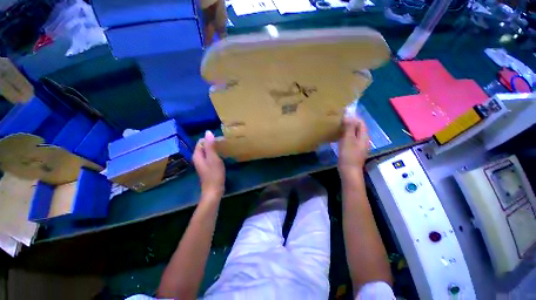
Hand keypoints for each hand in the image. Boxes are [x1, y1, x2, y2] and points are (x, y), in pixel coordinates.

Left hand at [193, 130, 224, 198]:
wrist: (214, 190)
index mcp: (197, 155)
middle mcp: (198, 158)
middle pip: (204, 146)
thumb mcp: (213, 159)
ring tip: (224, 148)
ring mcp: (203, 163)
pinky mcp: (207, 167)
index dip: (210, 139)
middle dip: (212, 143)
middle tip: (223, 143)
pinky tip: (222, 156)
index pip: (201, 141)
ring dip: (214, 149)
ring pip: (208, 151)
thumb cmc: (214, 174)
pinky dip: (215, 154)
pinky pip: (210, 157)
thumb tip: (208, 132)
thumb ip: (210, 146)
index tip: (220, 140)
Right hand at [338, 116, 369, 178]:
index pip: (361, 123)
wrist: (349, 170)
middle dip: (351, 123)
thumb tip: (348, 115)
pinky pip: (351, 140)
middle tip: (340, 120)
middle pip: (358, 128)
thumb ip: (349, 127)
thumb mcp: (348, 139)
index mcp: (364, 136)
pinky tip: (339, 137)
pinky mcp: (354, 151)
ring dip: (348, 129)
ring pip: (354, 134)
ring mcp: (359, 146)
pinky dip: (346, 136)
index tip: (344, 114)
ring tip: (339, 127)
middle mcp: (363, 140)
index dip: (354, 117)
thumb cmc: (348, 154)